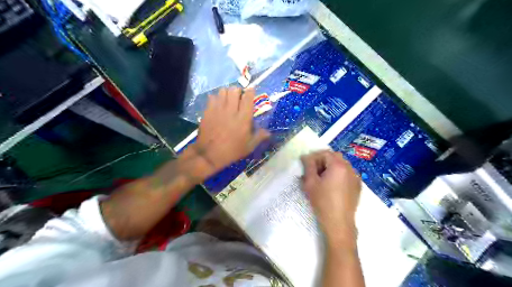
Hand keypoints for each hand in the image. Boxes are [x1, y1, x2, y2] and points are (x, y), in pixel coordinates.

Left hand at [194, 86, 269, 173]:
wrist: (209, 154)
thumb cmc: (231, 151)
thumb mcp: (249, 147)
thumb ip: (259, 137)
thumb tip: (268, 132)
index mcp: (243, 118)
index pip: (248, 97)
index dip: (250, 91)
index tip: (251, 91)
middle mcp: (231, 110)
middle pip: (234, 90)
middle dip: (238, 91)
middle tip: (239, 98)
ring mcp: (218, 109)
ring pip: (223, 91)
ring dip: (227, 93)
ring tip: (228, 100)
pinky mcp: (208, 111)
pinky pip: (212, 97)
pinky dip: (216, 98)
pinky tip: (218, 105)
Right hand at [301, 151, 360, 245]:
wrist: (339, 223)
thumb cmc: (322, 202)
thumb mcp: (310, 183)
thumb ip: (308, 166)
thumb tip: (306, 157)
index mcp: (338, 166)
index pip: (325, 153)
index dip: (314, 157)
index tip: (306, 165)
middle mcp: (349, 168)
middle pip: (335, 157)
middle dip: (323, 160)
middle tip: (313, 171)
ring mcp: (355, 177)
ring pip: (342, 165)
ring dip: (331, 167)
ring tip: (322, 178)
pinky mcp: (357, 186)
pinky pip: (347, 173)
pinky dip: (338, 174)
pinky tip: (332, 185)